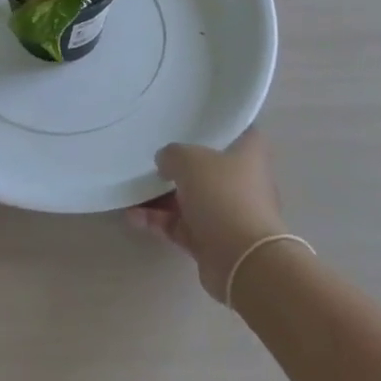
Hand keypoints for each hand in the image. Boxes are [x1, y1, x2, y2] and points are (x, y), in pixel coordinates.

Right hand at [127, 131, 289, 301]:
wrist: (242, 261)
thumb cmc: (223, 195)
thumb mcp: (190, 160)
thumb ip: (172, 154)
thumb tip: (165, 162)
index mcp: (249, 154)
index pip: (237, 129)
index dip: (218, 123)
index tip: (192, 119)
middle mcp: (242, 181)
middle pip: (208, 166)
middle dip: (180, 163)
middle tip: (153, 154)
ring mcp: (227, 213)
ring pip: (190, 198)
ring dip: (162, 195)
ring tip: (131, 188)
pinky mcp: (212, 241)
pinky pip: (180, 225)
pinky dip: (159, 220)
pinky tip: (132, 216)